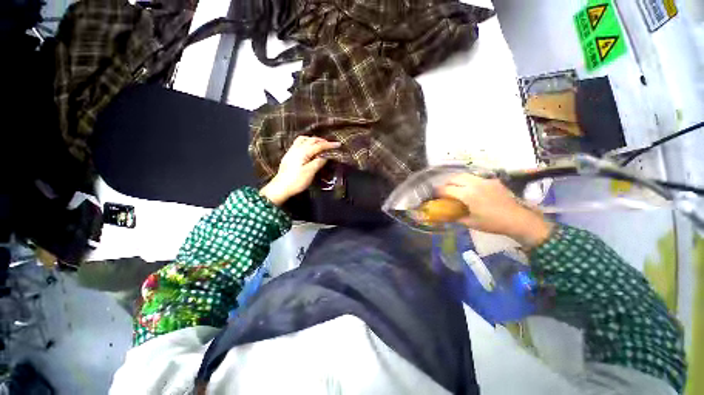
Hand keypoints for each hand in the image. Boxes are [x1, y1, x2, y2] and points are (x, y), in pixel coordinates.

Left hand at [260, 136, 340, 205]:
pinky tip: (309, 148)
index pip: (318, 145)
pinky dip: (307, 142)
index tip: (338, 144)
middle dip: (322, 141)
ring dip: (313, 140)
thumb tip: (326, 156)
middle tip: (331, 145)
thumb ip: (318, 162)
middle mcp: (297, 148)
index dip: (329, 144)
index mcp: (303, 152)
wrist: (280, 187)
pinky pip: (299, 143)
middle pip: (311, 140)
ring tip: (320, 144)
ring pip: (303, 139)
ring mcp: (291, 151)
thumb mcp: (310, 172)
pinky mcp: (289, 155)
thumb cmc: (296, 181)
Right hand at [438, 174, 552, 247]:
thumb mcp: (471, 223)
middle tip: (443, 191)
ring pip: (465, 175)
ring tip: (455, 188)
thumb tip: (445, 216)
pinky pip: (475, 177)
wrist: (519, 219)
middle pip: (454, 178)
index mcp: (468, 195)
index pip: (447, 189)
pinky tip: (470, 189)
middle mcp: (474, 184)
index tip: (433, 195)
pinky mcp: (493, 181)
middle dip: (446, 183)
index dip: (438, 192)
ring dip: (456, 180)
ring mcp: (485, 181)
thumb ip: (456, 217)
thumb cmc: (493, 223)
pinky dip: (468, 181)